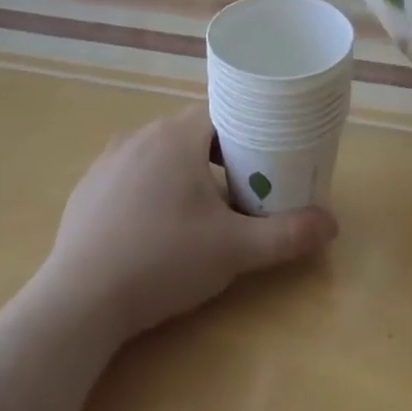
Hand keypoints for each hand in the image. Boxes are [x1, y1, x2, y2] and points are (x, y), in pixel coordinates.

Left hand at [38, 104, 338, 343]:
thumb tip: (332, 224)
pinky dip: (151, 186)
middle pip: (192, 130)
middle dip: (220, 152)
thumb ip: (287, 235)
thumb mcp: (235, 251)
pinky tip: (155, 225)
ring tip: (202, 206)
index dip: (249, 124)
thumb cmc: (163, 261)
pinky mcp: (87, 188)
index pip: (222, 109)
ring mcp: (107, 160)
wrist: (79, 302)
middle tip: (244, 184)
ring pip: (159, 151)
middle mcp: (140, 136)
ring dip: (184, 169)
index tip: (267, 149)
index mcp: (176, 136)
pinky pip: (130, 173)